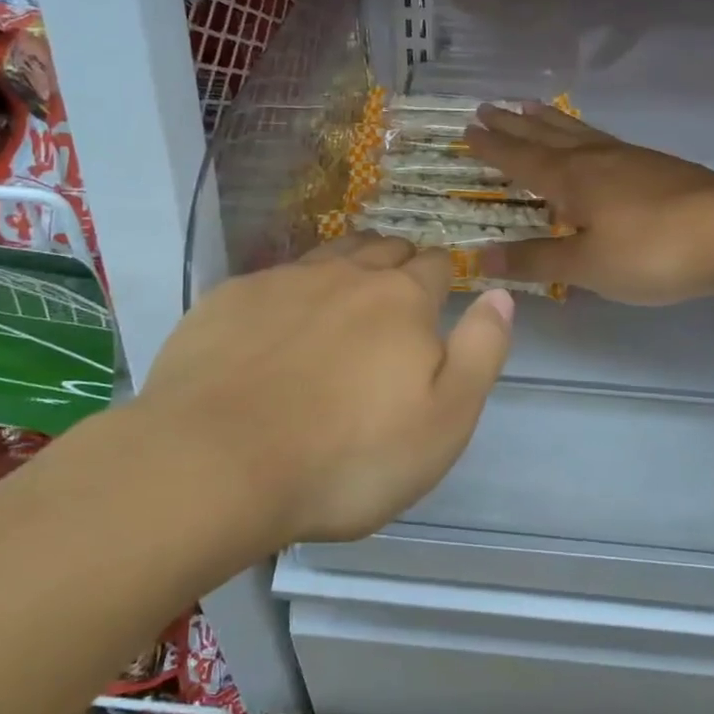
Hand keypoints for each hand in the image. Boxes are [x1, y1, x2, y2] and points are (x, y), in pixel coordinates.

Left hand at [135, 234, 513, 545]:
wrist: (215, 464)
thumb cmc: (347, 457)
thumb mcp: (445, 421)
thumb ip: (481, 352)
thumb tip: (499, 294)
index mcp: (402, 300)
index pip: (435, 265)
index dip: (442, 277)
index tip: (439, 297)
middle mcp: (345, 275)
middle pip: (383, 249)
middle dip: (398, 263)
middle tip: (397, 296)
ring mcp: (281, 282)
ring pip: (329, 255)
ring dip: (347, 267)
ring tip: (346, 295)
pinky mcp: (228, 300)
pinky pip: (273, 279)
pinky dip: (288, 293)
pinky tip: (277, 326)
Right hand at [463, 103, 713, 305]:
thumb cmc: (652, 251)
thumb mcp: (587, 265)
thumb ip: (535, 260)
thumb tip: (480, 256)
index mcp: (571, 179)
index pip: (520, 159)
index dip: (492, 147)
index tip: (467, 129)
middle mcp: (595, 159)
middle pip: (546, 136)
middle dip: (514, 125)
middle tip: (488, 106)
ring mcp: (630, 158)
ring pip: (578, 132)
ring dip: (549, 120)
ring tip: (531, 106)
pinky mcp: (658, 166)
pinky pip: (604, 139)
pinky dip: (584, 133)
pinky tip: (592, 142)